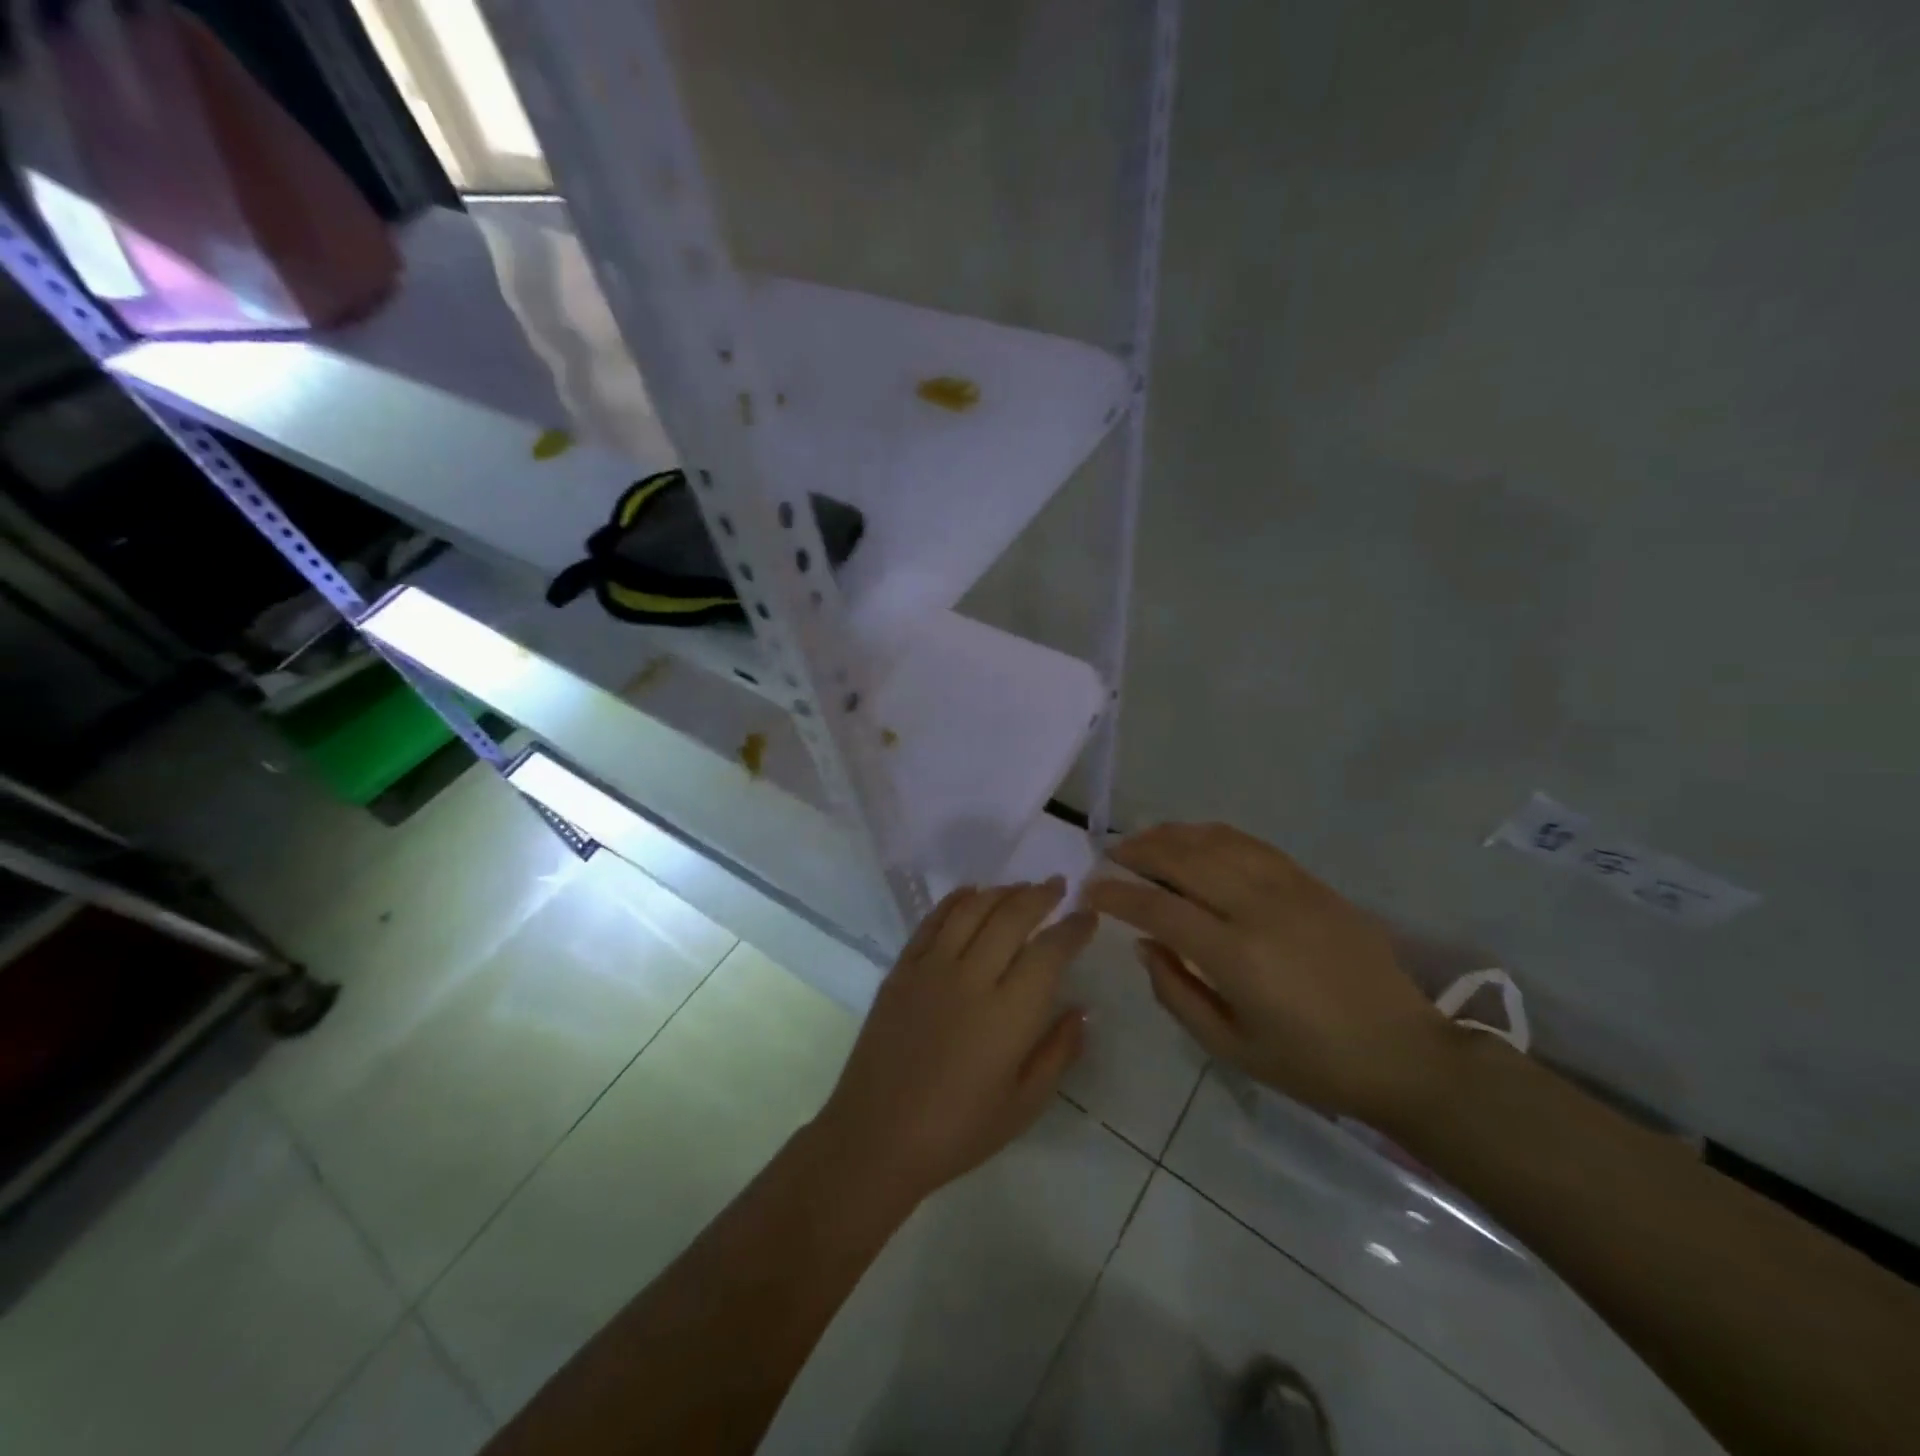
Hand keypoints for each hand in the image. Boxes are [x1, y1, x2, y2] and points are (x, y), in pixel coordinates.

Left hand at [813, 880, 1096, 1207]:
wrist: (876, 1136)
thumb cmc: (958, 1131)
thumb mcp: (1024, 1105)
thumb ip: (1058, 1052)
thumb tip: (1082, 1009)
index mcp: (1008, 1013)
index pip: (1049, 951)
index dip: (1073, 928)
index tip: (1088, 917)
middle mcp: (971, 977)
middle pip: (1011, 916)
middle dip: (1040, 895)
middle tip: (1058, 886)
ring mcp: (931, 968)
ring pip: (971, 909)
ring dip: (1001, 891)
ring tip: (1020, 887)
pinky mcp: (901, 969)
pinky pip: (931, 921)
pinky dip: (955, 900)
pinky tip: (970, 892)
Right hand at [1083, 823, 1453, 1125]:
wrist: (1405, 1053)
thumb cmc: (1312, 1064)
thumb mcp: (1233, 1048)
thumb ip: (1177, 993)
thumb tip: (1143, 945)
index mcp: (1237, 956)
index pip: (1159, 909)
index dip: (1118, 895)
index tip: (1091, 889)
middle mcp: (1259, 909)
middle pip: (1185, 860)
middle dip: (1139, 852)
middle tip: (1110, 853)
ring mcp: (1290, 888)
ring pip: (1217, 842)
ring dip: (1173, 835)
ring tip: (1144, 839)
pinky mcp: (1312, 882)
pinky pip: (1251, 844)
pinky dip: (1214, 835)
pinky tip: (1196, 839)